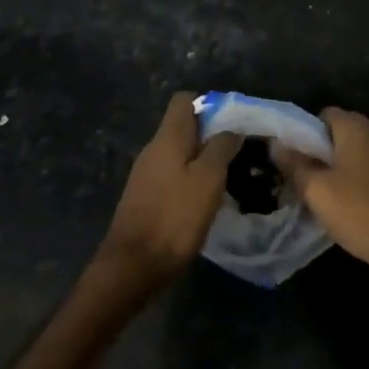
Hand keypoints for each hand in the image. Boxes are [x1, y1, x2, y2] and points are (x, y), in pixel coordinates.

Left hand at [95, 93, 240, 293]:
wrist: (132, 268)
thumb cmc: (174, 217)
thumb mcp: (208, 179)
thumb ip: (221, 147)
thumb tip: (231, 130)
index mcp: (167, 137)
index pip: (184, 100)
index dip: (209, 104)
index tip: (232, 122)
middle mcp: (153, 149)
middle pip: (183, 127)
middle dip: (210, 135)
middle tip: (237, 152)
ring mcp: (145, 175)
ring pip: (179, 154)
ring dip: (202, 160)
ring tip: (227, 177)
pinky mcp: (144, 199)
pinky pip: (172, 176)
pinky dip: (189, 181)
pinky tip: (204, 201)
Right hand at [274, 108, 368, 282]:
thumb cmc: (361, 211)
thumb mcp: (317, 190)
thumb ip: (295, 164)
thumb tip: (276, 143)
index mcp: (355, 127)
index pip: (323, 114)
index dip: (304, 133)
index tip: (293, 158)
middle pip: (339, 133)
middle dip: (319, 153)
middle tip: (302, 179)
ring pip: (354, 152)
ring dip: (336, 169)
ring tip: (320, 196)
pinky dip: (354, 180)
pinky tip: (346, 205)